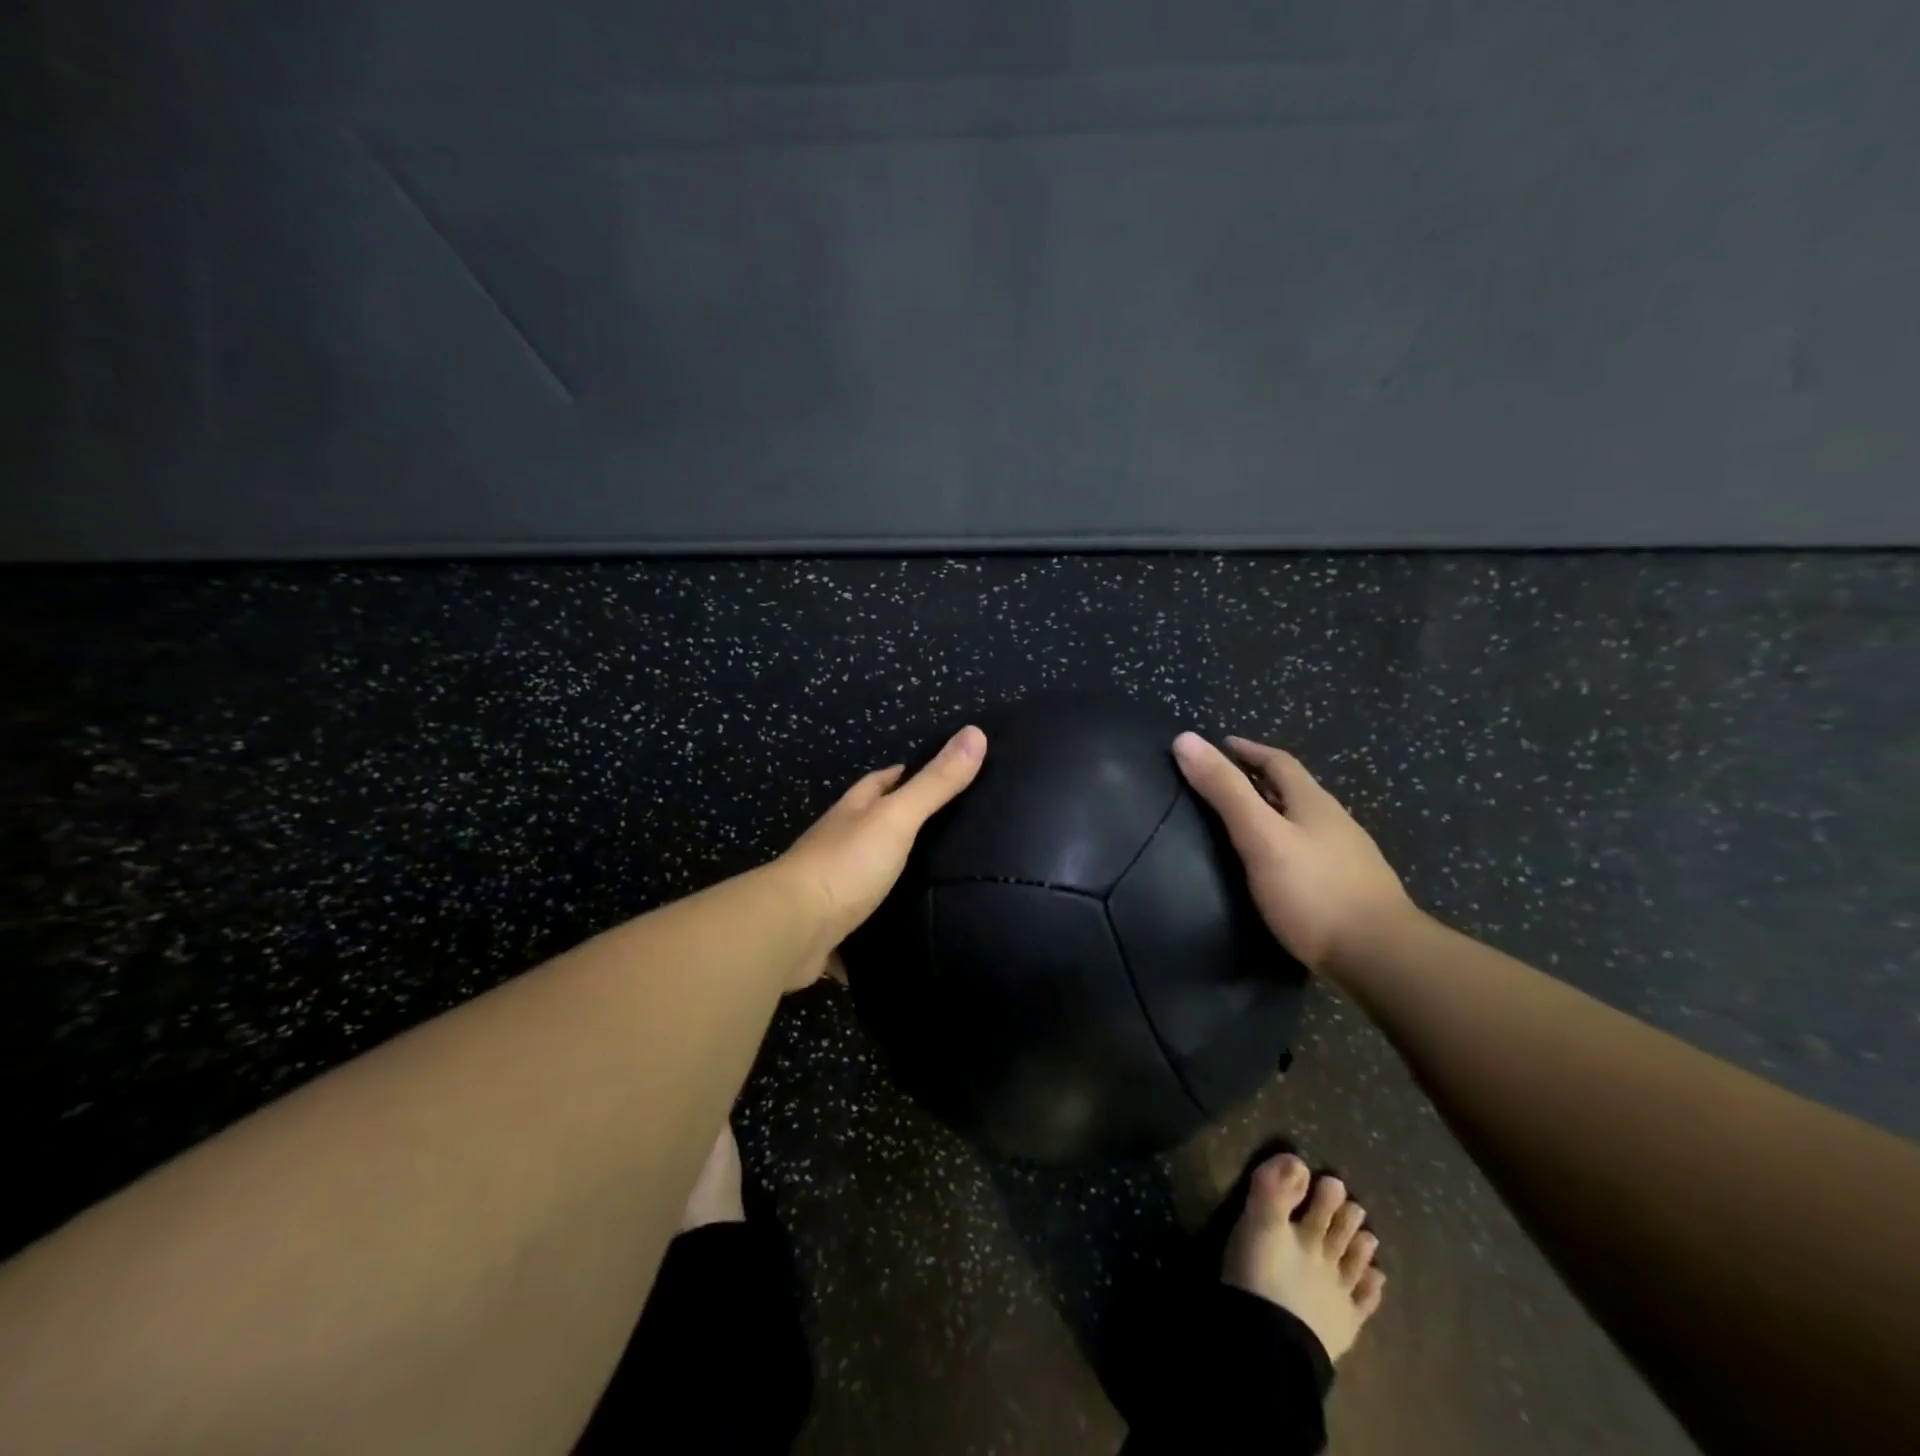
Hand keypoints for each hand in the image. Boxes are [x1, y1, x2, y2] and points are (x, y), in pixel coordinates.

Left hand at [775, 726, 986, 987]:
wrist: (791, 929)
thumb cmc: (846, 863)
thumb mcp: (897, 817)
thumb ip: (935, 783)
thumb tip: (975, 732)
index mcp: (853, 811)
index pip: (881, 781)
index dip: (908, 774)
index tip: (942, 776)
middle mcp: (839, 842)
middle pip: (875, 825)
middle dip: (905, 825)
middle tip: (954, 834)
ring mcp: (832, 884)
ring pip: (870, 871)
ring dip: (896, 873)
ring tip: (944, 881)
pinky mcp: (832, 924)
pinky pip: (864, 917)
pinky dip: (884, 920)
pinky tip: (912, 929)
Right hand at [1173, 733, 1412, 975]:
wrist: (1383, 958)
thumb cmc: (1314, 892)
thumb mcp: (1260, 836)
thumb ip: (1225, 791)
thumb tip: (1185, 739)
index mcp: (1314, 802)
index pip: (1278, 762)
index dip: (1248, 750)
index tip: (1220, 745)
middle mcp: (1335, 823)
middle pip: (1294, 790)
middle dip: (1260, 781)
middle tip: (1224, 784)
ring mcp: (1349, 858)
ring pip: (1305, 823)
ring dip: (1275, 814)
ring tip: (1244, 825)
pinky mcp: (1352, 890)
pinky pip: (1311, 853)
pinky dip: (1287, 846)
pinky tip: (1277, 868)